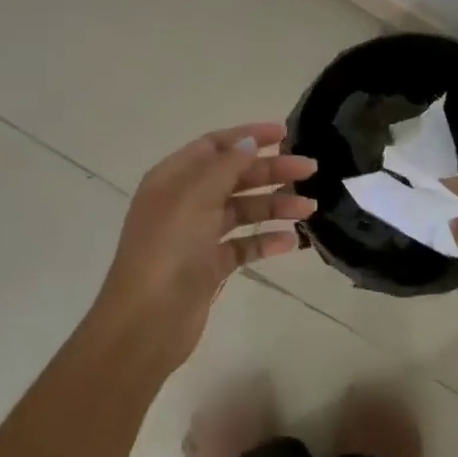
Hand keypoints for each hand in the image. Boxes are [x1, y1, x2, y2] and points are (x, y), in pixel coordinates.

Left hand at [90, 122, 315, 370]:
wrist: (146, 323)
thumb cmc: (168, 251)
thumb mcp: (195, 198)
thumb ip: (225, 166)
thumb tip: (248, 142)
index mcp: (173, 179)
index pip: (214, 146)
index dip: (249, 136)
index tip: (285, 133)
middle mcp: (184, 203)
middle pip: (234, 177)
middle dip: (271, 171)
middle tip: (310, 170)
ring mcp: (197, 236)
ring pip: (243, 211)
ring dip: (276, 205)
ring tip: (310, 209)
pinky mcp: (209, 266)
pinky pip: (243, 245)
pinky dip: (267, 241)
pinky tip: (292, 242)